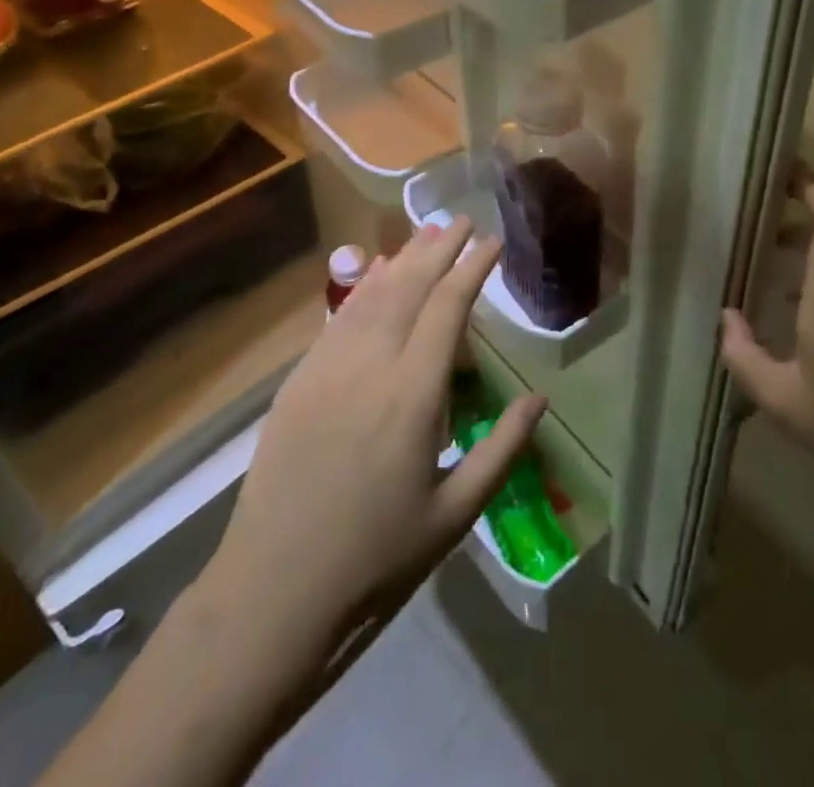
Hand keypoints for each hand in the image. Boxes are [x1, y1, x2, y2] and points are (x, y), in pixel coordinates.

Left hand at [203, 219, 546, 671]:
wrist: (273, 593)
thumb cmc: (376, 561)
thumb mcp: (454, 516)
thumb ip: (503, 451)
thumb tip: (540, 399)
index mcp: (413, 395)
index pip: (448, 308)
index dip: (472, 268)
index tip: (492, 241)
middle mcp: (370, 366)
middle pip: (409, 287)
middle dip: (439, 248)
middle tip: (462, 220)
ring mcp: (327, 368)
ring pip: (371, 295)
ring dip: (402, 260)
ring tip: (426, 235)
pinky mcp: (298, 381)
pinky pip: (338, 318)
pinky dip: (364, 288)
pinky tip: (376, 277)